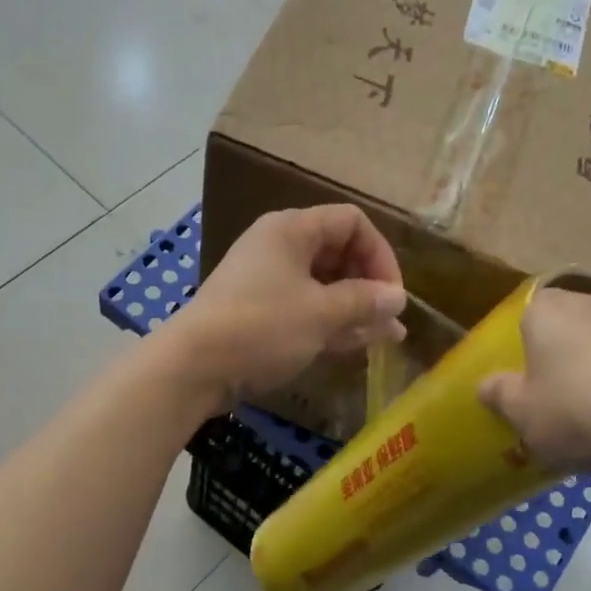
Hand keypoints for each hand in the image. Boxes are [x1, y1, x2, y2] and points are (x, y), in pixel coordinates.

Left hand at [159, 205, 405, 409]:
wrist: (193, 367)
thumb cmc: (261, 328)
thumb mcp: (321, 314)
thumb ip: (364, 302)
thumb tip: (398, 298)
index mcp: (292, 230)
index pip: (351, 223)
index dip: (380, 254)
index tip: (393, 295)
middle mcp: (279, 248)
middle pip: (337, 254)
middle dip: (369, 286)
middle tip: (390, 321)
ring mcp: (266, 282)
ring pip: (322, 287)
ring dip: (354, 310)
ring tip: (385, 338)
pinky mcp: (258, 314)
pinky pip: (304, 309)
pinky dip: (329, 323)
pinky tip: (355, 345)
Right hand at [477, 286, 590, 477]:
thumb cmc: (580, 414)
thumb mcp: (522, 414)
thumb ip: (498, 394)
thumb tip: (488, 384)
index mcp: (547, 311)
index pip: (522, 314)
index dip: (517, 346)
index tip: (518, 379)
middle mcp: (589, 301)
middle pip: (561, 326)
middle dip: (553, 355)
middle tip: (547, 396)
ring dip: (588, 366)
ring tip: (586, 408)